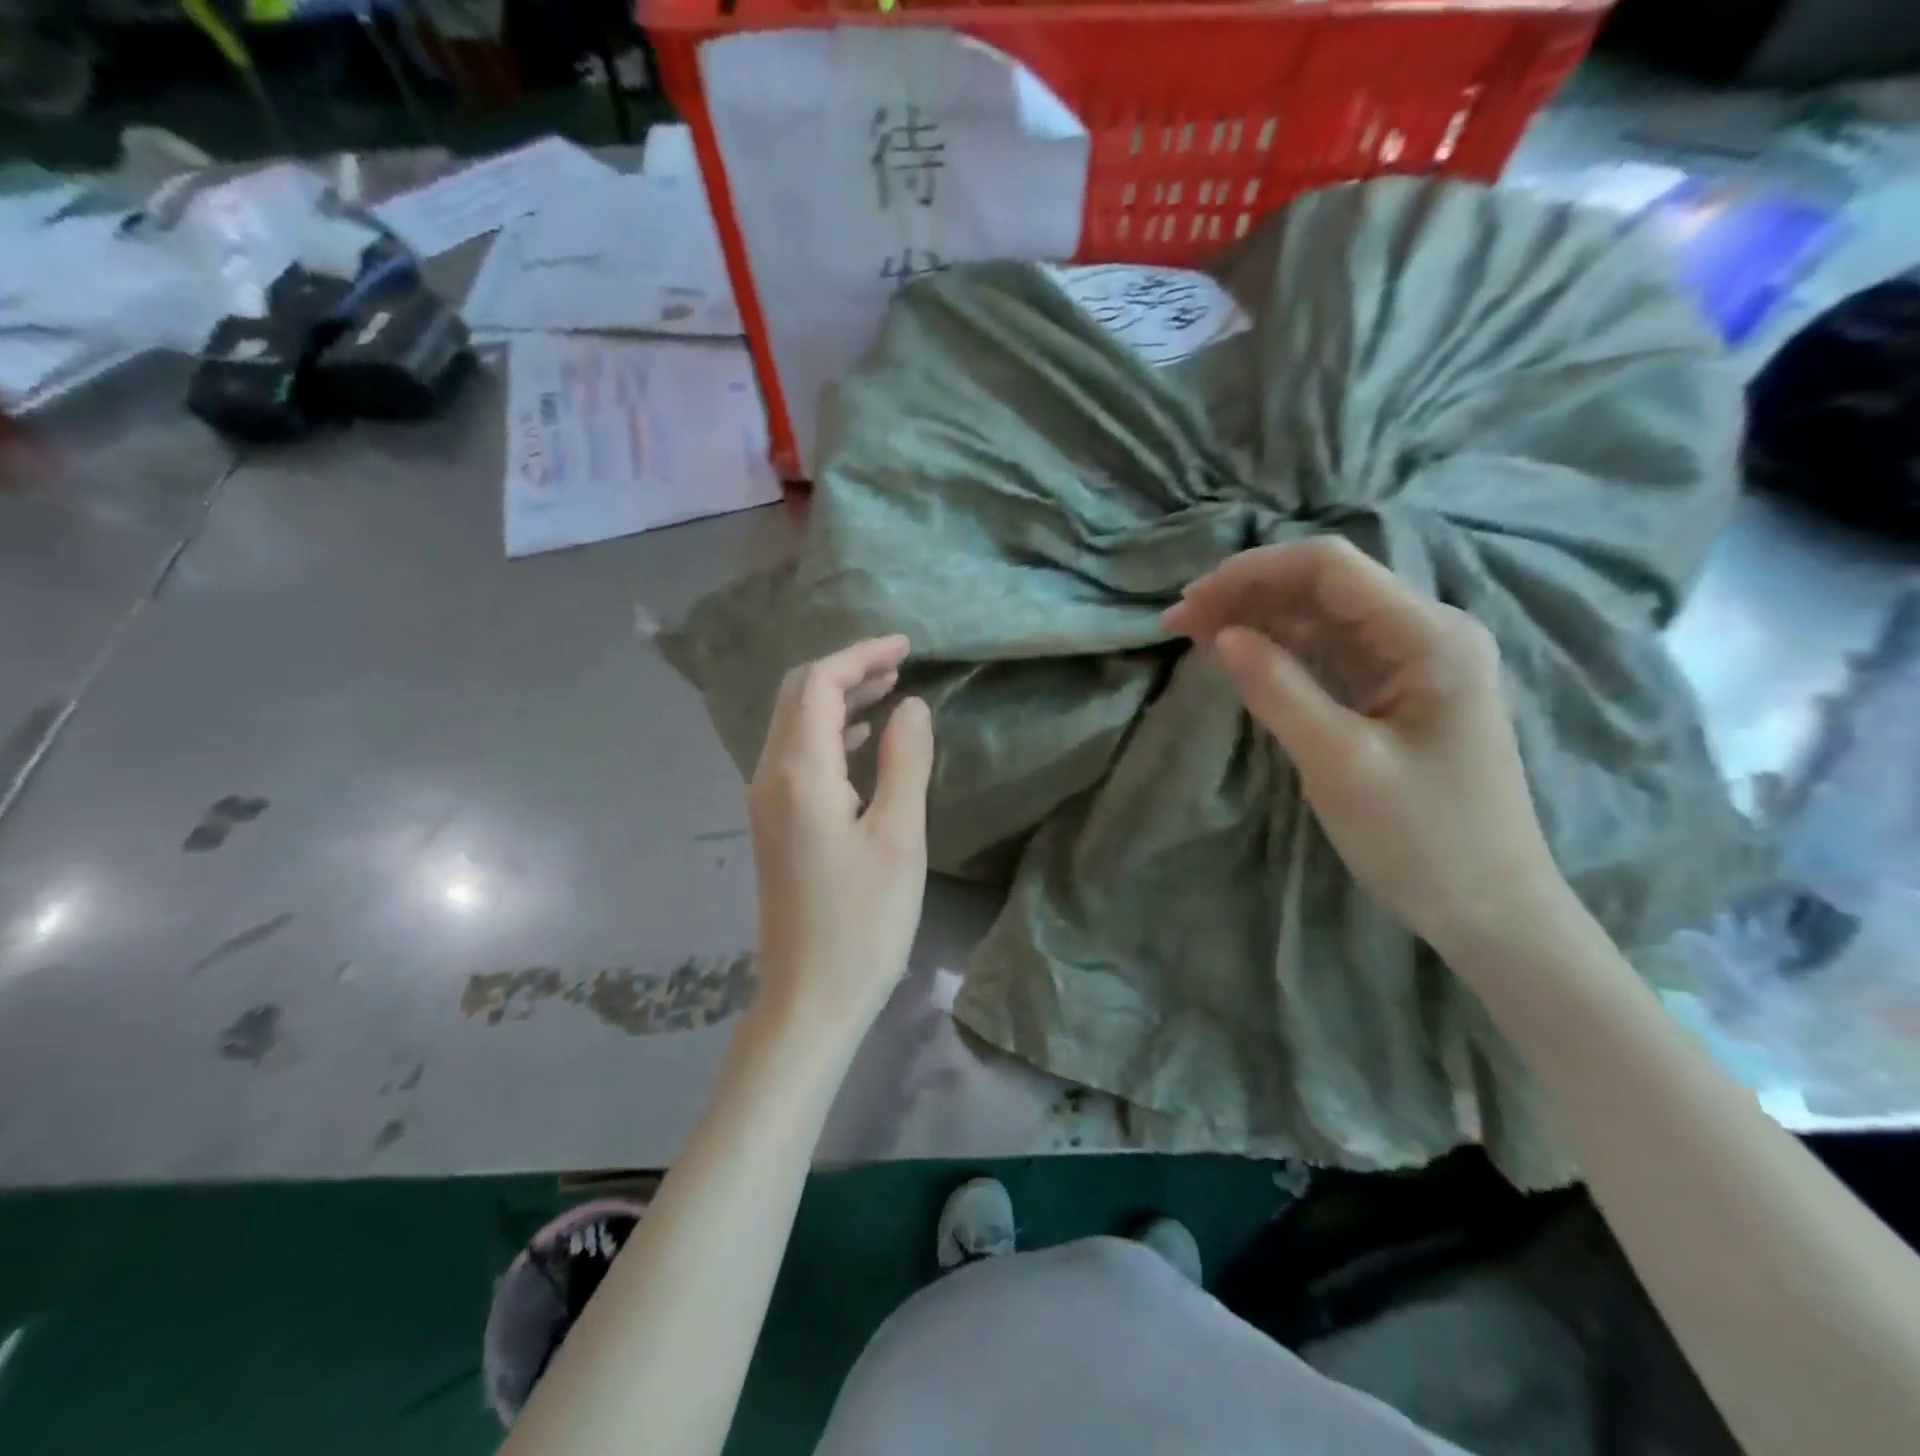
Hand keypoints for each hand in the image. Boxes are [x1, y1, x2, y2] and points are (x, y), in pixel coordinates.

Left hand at [747, 636, 934, 1035]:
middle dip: (847, 671)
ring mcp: (767, 802)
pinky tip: (866, 742)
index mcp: (798, 772)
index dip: (861, 655)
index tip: (907, 646)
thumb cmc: (863, 921)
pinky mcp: (775, 825)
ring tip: (891, 692)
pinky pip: (798, 758)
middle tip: (900, 664)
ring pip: (796, 726)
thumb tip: (912, 705)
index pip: (819, 684)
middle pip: (799, 697)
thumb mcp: (899, 836)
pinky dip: (832, 735)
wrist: (809, 998)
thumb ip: (906, 761)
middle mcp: (770, 777)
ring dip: (840, 701)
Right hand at [1165, 539, 1566, 954]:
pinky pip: (1329, 652)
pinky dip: (1279, 648)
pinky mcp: (1395, 692)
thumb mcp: (1340, 763)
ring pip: (1321, 616)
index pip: (1330, 568)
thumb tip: (1220, 635)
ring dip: (1257, 618)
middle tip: (1178, 623)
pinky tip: (1240, 656)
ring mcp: (1412, 662)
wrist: (1489, 908)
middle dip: (1247, 593)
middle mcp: (1425, 633)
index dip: (1252, 572)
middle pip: (1323, 586)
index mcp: (1429, 637)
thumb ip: (1278, 690)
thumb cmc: (1423, 838)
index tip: (1191, 602)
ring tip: (1193, 634)